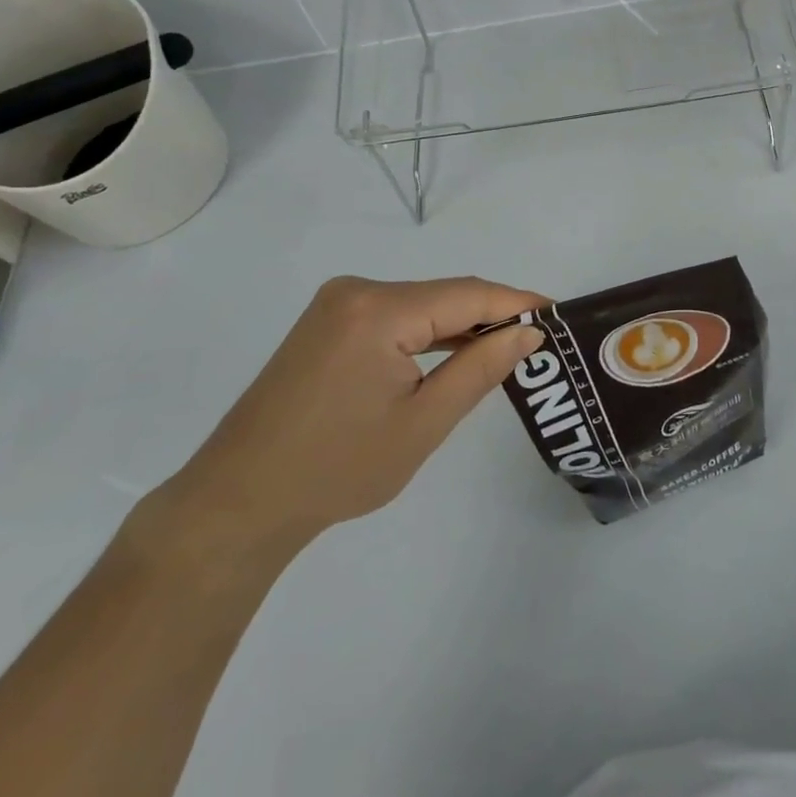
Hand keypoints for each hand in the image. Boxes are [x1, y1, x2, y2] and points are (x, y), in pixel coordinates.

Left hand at [142, 276, 546, 563]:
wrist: (236, 505)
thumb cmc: (336, 470)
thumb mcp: (422, 424)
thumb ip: (480, 370)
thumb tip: (528, 333)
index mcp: (378, 310)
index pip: (468, 294)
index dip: (517, 303)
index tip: (560, 314)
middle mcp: (356, 291)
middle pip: (444, 295)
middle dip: (492, 316)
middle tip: (539, 341)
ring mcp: (337, 305)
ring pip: (421, 305)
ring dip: (461, 325)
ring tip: (507, 348)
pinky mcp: (327, 324)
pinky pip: (395, 316)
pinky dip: (428, 333)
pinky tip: (453, 353)